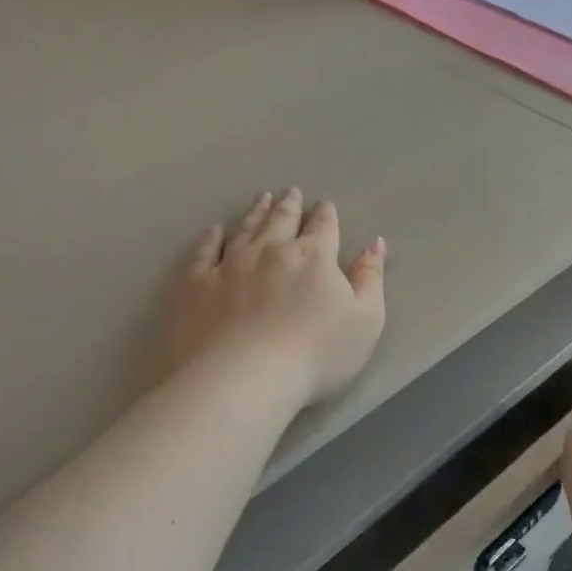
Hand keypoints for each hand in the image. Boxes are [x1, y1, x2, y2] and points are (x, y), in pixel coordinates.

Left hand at [165, 188, 387, 407]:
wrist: (244, 378)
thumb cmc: (315, 355)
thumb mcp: (365, 321)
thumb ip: (370, 279)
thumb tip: (374, 244)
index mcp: (313, 256)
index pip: (323, 226)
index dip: (325, 215)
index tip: (324, 206)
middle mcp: (271, 249)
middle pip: (281, 219)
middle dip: (289, 204)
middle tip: (290, 191)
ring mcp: (230, 264)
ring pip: (245, 228)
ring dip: (255, 211)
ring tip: (261, 198)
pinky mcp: (197, 284)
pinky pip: (204, 252)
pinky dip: (210, 239)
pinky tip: (213, 231)